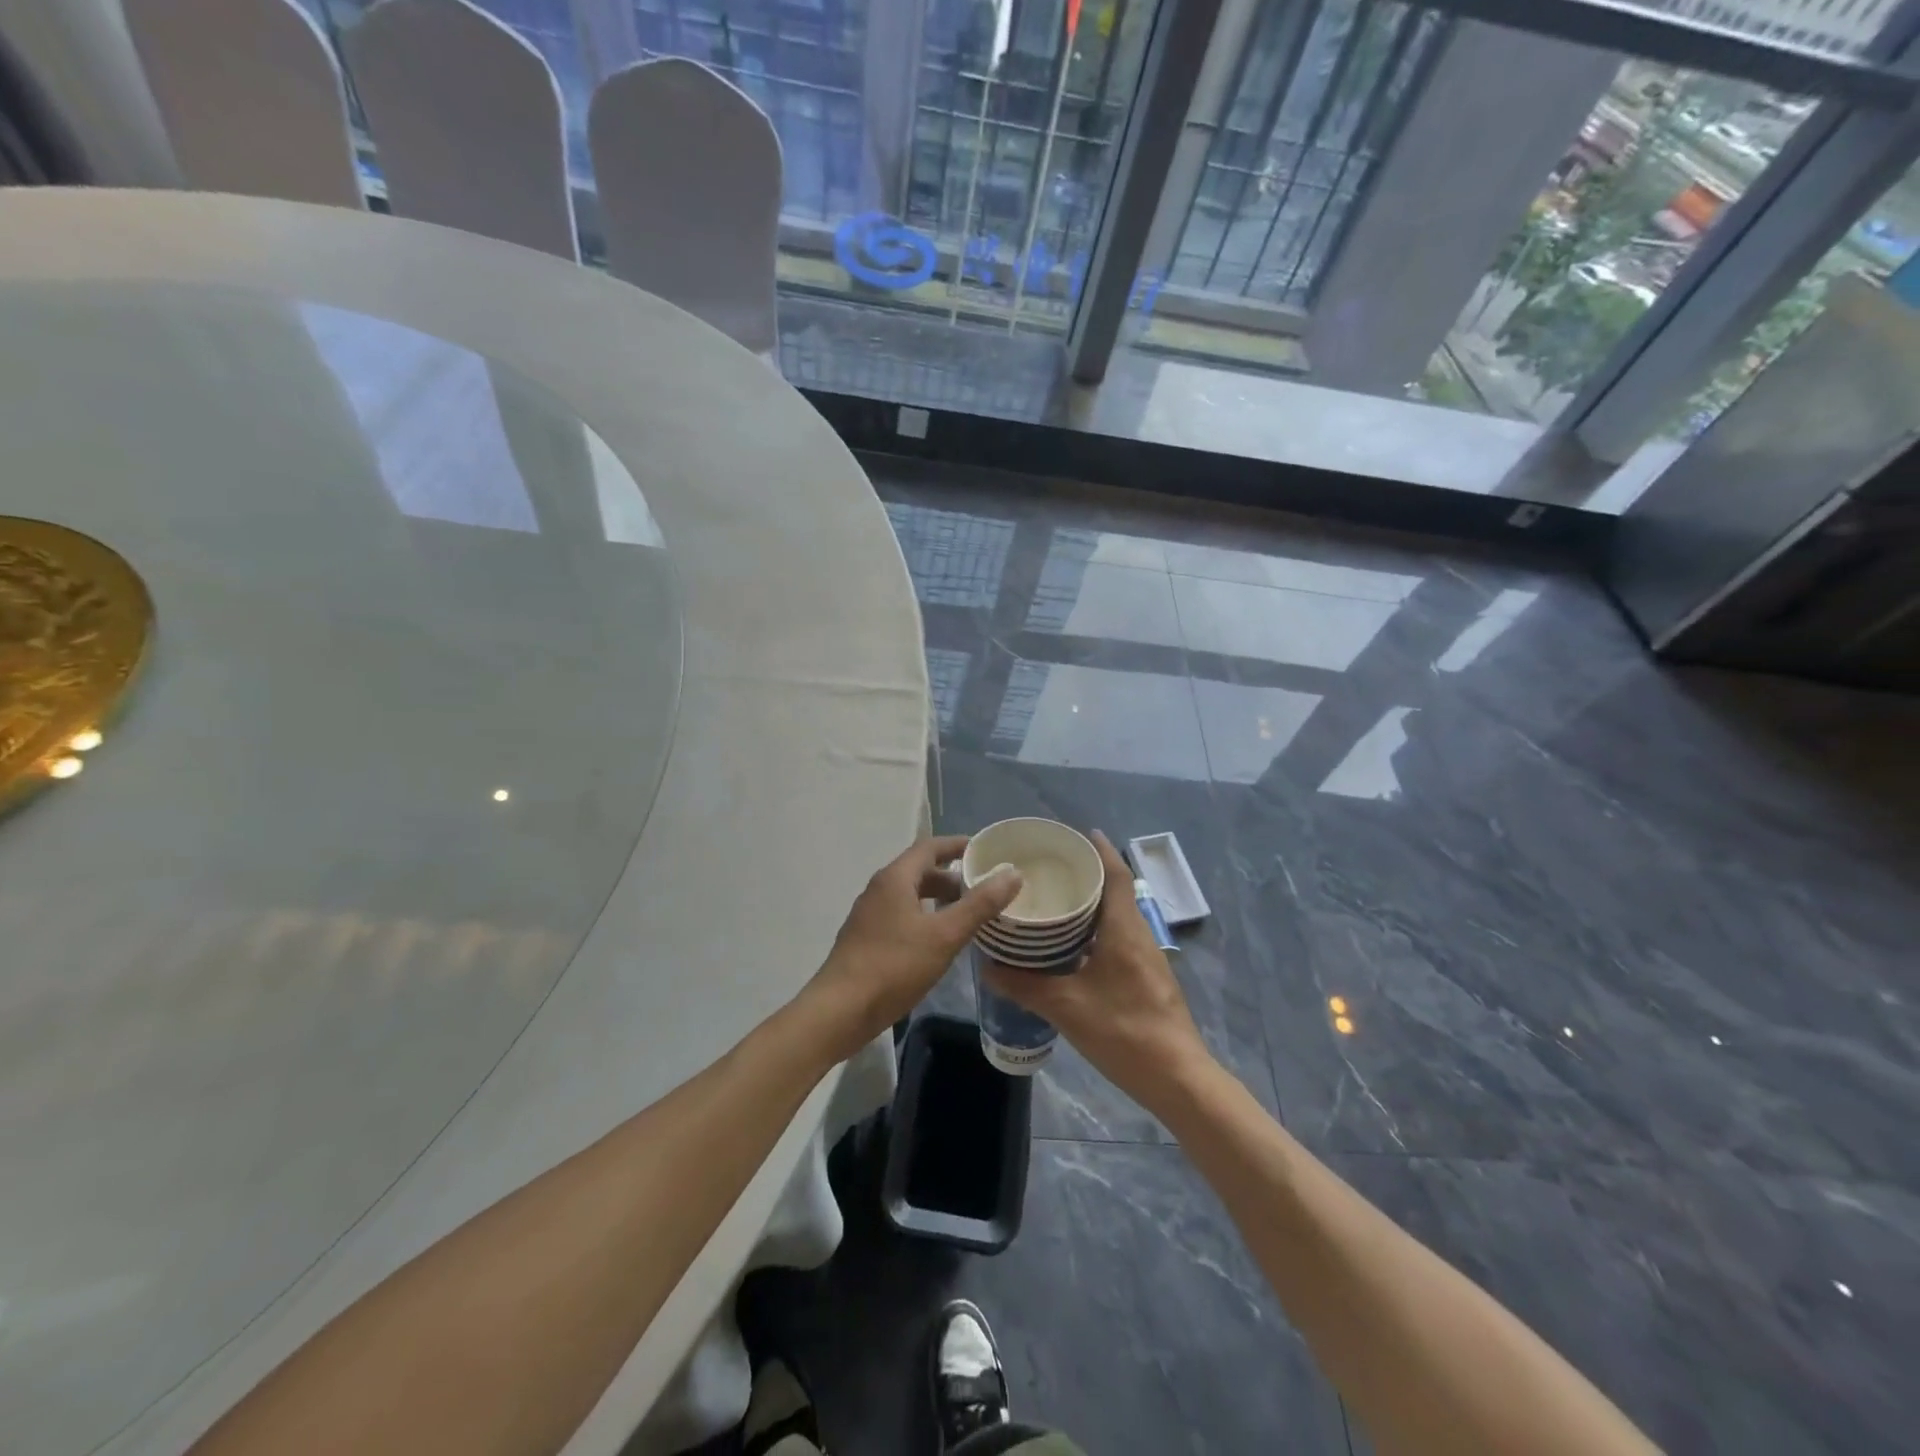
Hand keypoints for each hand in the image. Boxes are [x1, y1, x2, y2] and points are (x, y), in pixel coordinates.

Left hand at [805, 836, 1021, 1062]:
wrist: (840, 1010)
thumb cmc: (894, 966)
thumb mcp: (944, 935)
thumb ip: (979, 904)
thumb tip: (1012, 874)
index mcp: (895, 878)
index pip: (929, 847)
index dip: (958, 845)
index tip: (986, 850)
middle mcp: (879, 889)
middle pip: (920, 871)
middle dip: (952, 876)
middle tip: (984, 888)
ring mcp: (869, 915)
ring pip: (911, 896)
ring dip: (939, 900)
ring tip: (968, 914)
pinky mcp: (866, 939)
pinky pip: (902, 916)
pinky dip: (925, 918)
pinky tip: (940, 942)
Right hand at [982, 831, 1213, 1111]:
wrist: (1177, 1078)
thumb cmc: (1124, 1031)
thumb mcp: (1066, 1008)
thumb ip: (1025, 986)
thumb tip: (987, 966)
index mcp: (1124, 929)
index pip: (1115, 875)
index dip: (1100, 850)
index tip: (1077, 834)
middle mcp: (1138, 935)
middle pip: (1115, 892)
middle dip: (1087, 875)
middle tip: (1050, 868)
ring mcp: (1146, 958)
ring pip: (1116, 917)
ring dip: (1091, 905)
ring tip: (1053, 902)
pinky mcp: (1146, 978)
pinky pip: (1118, 938)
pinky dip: (1095, 931)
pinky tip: (1070, 947)